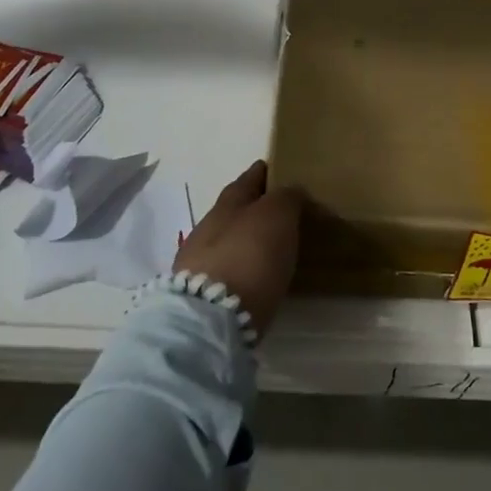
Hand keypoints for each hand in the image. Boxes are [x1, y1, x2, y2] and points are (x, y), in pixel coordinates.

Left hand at [173, 161, 303, 340]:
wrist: (209, 318)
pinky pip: (228, 269)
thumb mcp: (277, 215)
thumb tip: (291, 191)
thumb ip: (286, 197)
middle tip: (287, 214)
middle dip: (258, 208)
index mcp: (229, 200)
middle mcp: (209, 224)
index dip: (267, 172)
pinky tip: (256, 277)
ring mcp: (199, 260)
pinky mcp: (199, 294)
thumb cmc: (249, 255)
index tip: (284, 172)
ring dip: (249, 240)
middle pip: (237, 208)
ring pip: (230, 239)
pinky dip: (243, 268)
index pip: (251, 177)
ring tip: (275, 249)